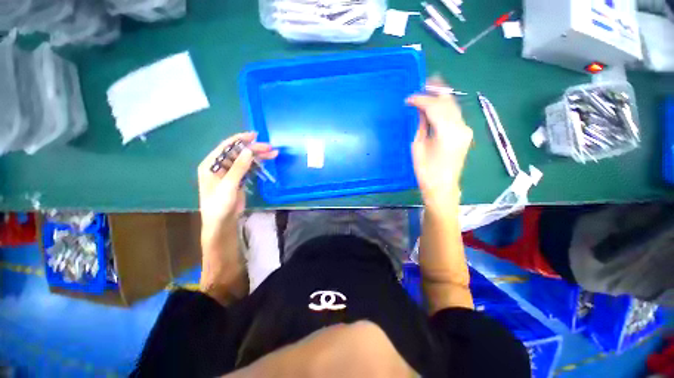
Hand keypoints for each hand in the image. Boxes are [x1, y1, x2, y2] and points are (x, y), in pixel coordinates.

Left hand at [197, 132, 276, 302]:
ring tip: (273, 154)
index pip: (226, 147)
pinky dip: (257, 164)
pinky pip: (248, 168)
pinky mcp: (237, 180)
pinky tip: (266, 162)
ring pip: (244, 159)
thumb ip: (238, 168)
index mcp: (211, 165)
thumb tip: (249, 150)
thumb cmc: (220, 206)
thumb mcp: (228, 186)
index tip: (255, 135)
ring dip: (258, 156)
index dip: (240, 139)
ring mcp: (229, 173)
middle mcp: (219, 166)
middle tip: (270, 148)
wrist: (222, 224)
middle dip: (253, 148)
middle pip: (238, 152)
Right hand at [407, 82, 472, 210]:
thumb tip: (419, 110)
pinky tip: (436, 105)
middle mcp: (461, 127)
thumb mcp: (418, 146)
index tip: (408, 99)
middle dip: (435, 91)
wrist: (442, 186)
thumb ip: (421, 125)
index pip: (435, 107)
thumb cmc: (426, 170)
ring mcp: (465, 129)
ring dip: (441, 97)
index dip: (421, 100)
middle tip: (422, 84)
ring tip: (428, 89)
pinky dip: (444, 107)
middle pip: (448, 102)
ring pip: (453, 106)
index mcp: (447, 132)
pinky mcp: (464, 133)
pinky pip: (454, 115)